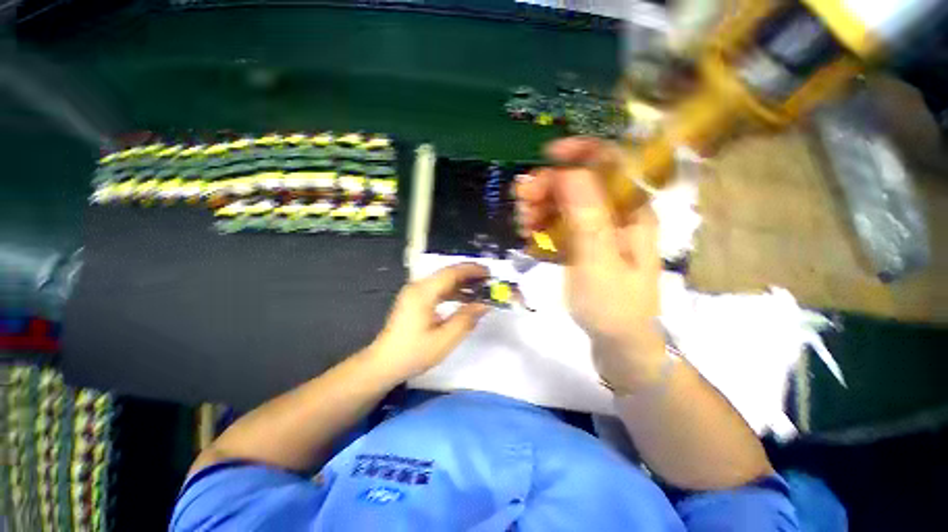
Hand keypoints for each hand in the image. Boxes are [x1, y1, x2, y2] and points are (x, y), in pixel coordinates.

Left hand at [367, 263, 490, 380]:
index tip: (489, 273)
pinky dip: (452, 292)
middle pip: (447, 274)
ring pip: (443, 281)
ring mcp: (415, 293)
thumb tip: (484, 304)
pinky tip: (464, 299)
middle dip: (469, 276)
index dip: (472, 270)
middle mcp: (418, 287)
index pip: (451, 273)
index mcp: (423, 293)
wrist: (384, 364)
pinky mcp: (414, 300)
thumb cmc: (414, 353)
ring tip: (480, 290)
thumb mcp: (444, 339)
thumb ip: (466, 319)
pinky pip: (437, 290)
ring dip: (462, 284)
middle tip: (489, 282)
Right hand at [516, 137, 666, 390]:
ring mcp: (596, 229)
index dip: (579, 151)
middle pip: (579, 181)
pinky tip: (530, 238)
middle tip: (522, 202)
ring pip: (564, 202)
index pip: (610, 162)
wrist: (618, 341)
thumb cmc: (613, 306)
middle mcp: (615, 214)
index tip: (545, 158)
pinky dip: (541, 226)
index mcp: (631, 211)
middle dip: (548, 186)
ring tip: (523, 224)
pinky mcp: (582, 244)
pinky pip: (558, 224)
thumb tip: (568, 171)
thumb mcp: (598, 262)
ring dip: (540, 207)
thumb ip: (586, 217)